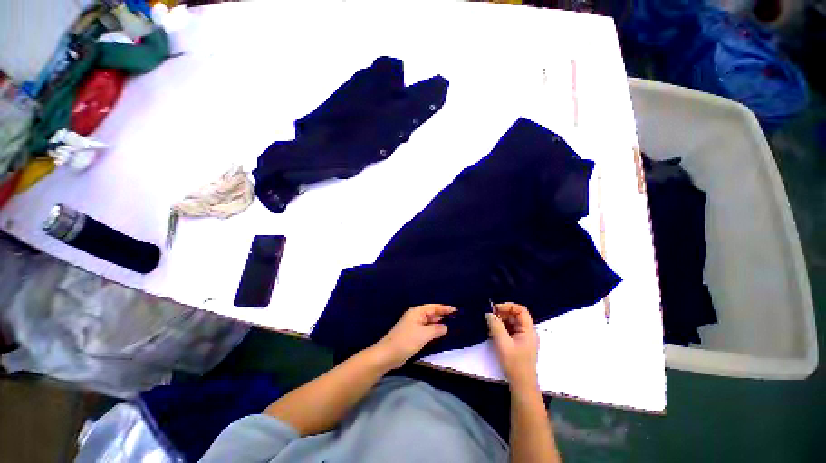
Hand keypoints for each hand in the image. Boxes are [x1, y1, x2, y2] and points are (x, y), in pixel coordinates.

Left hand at [373, 304, 456, 368]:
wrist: (388, 354)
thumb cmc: (406, 341)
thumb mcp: (424, 334)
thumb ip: (436, 329)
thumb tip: (445, 327)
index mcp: (417, 312)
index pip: (433, 307)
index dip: (444, 308)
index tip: (456, 310)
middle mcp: (415, 316)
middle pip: (431, 313)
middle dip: (442, 315)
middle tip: (456, 318)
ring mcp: (413, 326)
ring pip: (429, 322)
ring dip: (438, 324)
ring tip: (451, 325)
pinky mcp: (412, 335)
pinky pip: (426, 330)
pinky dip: (433, 331)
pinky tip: (439, 335)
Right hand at [486, 302, 538, 390]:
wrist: (521, 385)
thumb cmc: (514, 364)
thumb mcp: (503, 343)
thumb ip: (496, 326)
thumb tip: (488, 313)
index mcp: (528, 330)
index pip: (521, 310)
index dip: (508, 306)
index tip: (495, 309)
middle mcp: (527, 332)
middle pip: (515, 315)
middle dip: (501, 314)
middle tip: (489, 317)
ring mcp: (522, 338)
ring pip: (511, 323)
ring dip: (499, 321)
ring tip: (488, 325)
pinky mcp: (517, 343)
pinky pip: (509, 330)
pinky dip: (500, 329)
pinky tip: (491, 333)